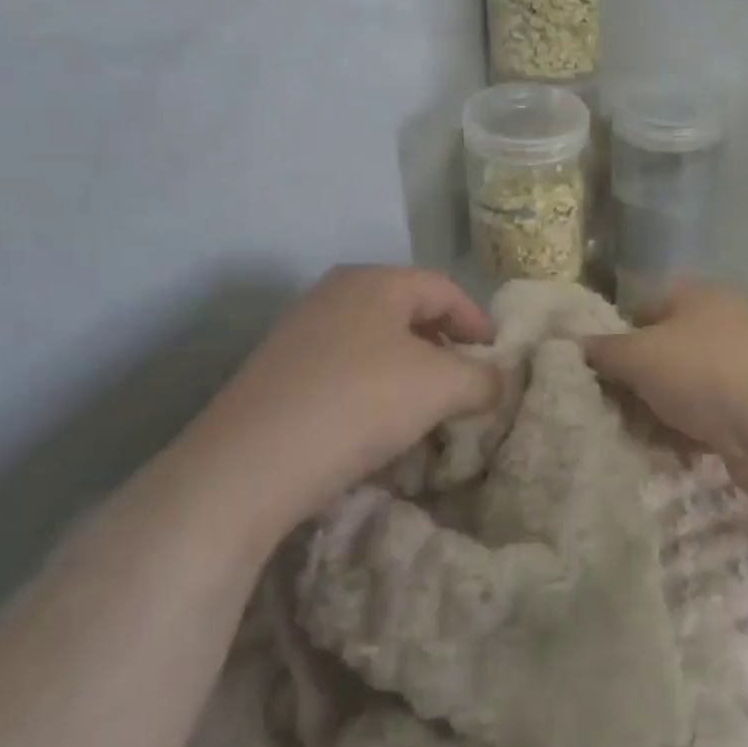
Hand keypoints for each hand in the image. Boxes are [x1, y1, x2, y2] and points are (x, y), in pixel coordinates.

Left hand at [157, 266, 498, 543]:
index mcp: (375, 281)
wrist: (248, 465)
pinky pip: (345, 368)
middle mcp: (334, 294)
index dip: (478, 321)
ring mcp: (299, 332)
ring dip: (410, 369)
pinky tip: (379, 422)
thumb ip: (484, 379)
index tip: (498, 357)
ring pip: (375, 342)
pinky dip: (375, 387)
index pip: (444, 289)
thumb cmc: (360, 402)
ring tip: (428, 405)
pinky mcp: (277, 372)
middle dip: (444, 345)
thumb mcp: (442, 388)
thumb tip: (499, 382)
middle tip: (466, 379)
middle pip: (408, 311)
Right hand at [584, 282, 747, 499]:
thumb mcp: (640, 354)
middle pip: (663, 350)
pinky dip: (681, 434)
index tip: (588, 365)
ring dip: (654, 411)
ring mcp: (741, 369)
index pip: (643, 305)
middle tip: (599, 407)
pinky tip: (658, 452)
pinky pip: (704, 419)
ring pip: (682, 388)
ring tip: (622, 434)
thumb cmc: (704, 370)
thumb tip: (573, 345)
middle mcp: (723, 325)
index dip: (614, 332)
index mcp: (698, 295)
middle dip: (632, 380)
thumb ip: (604, 350)